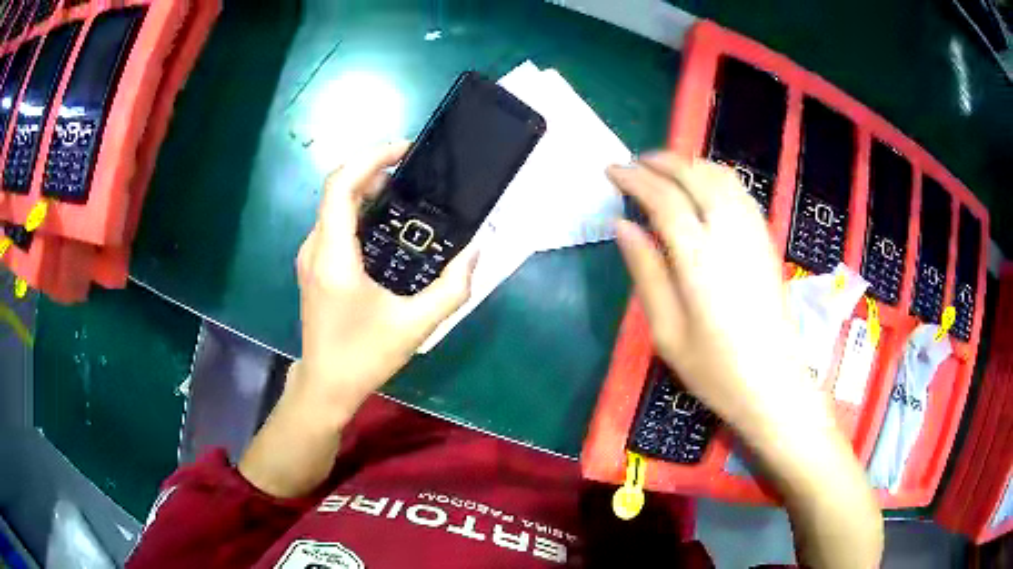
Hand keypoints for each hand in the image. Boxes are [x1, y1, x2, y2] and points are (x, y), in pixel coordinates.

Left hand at [293, 141, 477, 420]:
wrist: (326, 384)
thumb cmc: (365, 356)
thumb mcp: (416, 325)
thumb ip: (451, 288)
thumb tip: (476, 249)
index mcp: (334, 256)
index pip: (341, 185)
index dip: (370, 158)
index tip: (405, 149)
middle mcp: (315, 247)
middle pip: (337, 188)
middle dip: (374, 168)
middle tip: (414, 169)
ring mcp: (310, 256)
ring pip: (334, 204)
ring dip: (367, 188)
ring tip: (406, 191)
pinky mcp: (314, 265)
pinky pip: (334, 222)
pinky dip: (359, 209)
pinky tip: (386, 222)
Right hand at [607, 153, 828, 433]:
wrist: (774, 384)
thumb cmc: (716, 369)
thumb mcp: (667, 332)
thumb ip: (646, 272)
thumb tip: (622, 226)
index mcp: (699, 258)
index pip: (663, 198)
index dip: (635, 179)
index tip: (612, 171)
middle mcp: (730, 233)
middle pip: (694, 175)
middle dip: (661, 161)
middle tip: (635, 164)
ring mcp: (753, 233)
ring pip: (720, 175)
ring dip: (689, 163)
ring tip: (664, 169)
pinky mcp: (766, 239)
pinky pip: (740, 190)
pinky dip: (715, 175)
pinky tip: (702, 186)